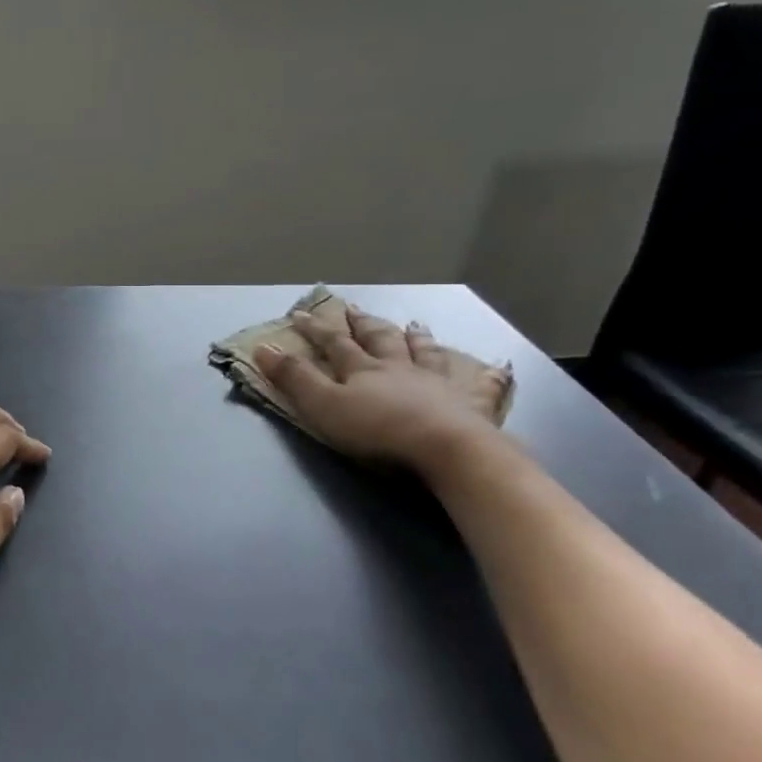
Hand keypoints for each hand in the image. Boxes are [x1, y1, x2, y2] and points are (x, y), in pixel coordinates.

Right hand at [253, 306, 509, 476]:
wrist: (447, 450)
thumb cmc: (378, 430)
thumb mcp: (323, 405)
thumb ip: (294, 378)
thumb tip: (262, 347)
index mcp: (363, 369)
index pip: (334, 343)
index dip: (315, 329)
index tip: (299, 314)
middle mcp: (399, 368)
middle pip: (380, 340)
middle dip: (364, 325)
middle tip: (356, 311)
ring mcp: (438, 384)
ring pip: (425, 353)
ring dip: (417, 338)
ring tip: (414, 325)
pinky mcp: (471, 405)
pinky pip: (482, 386)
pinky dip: (488, 376)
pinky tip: (499, 368)